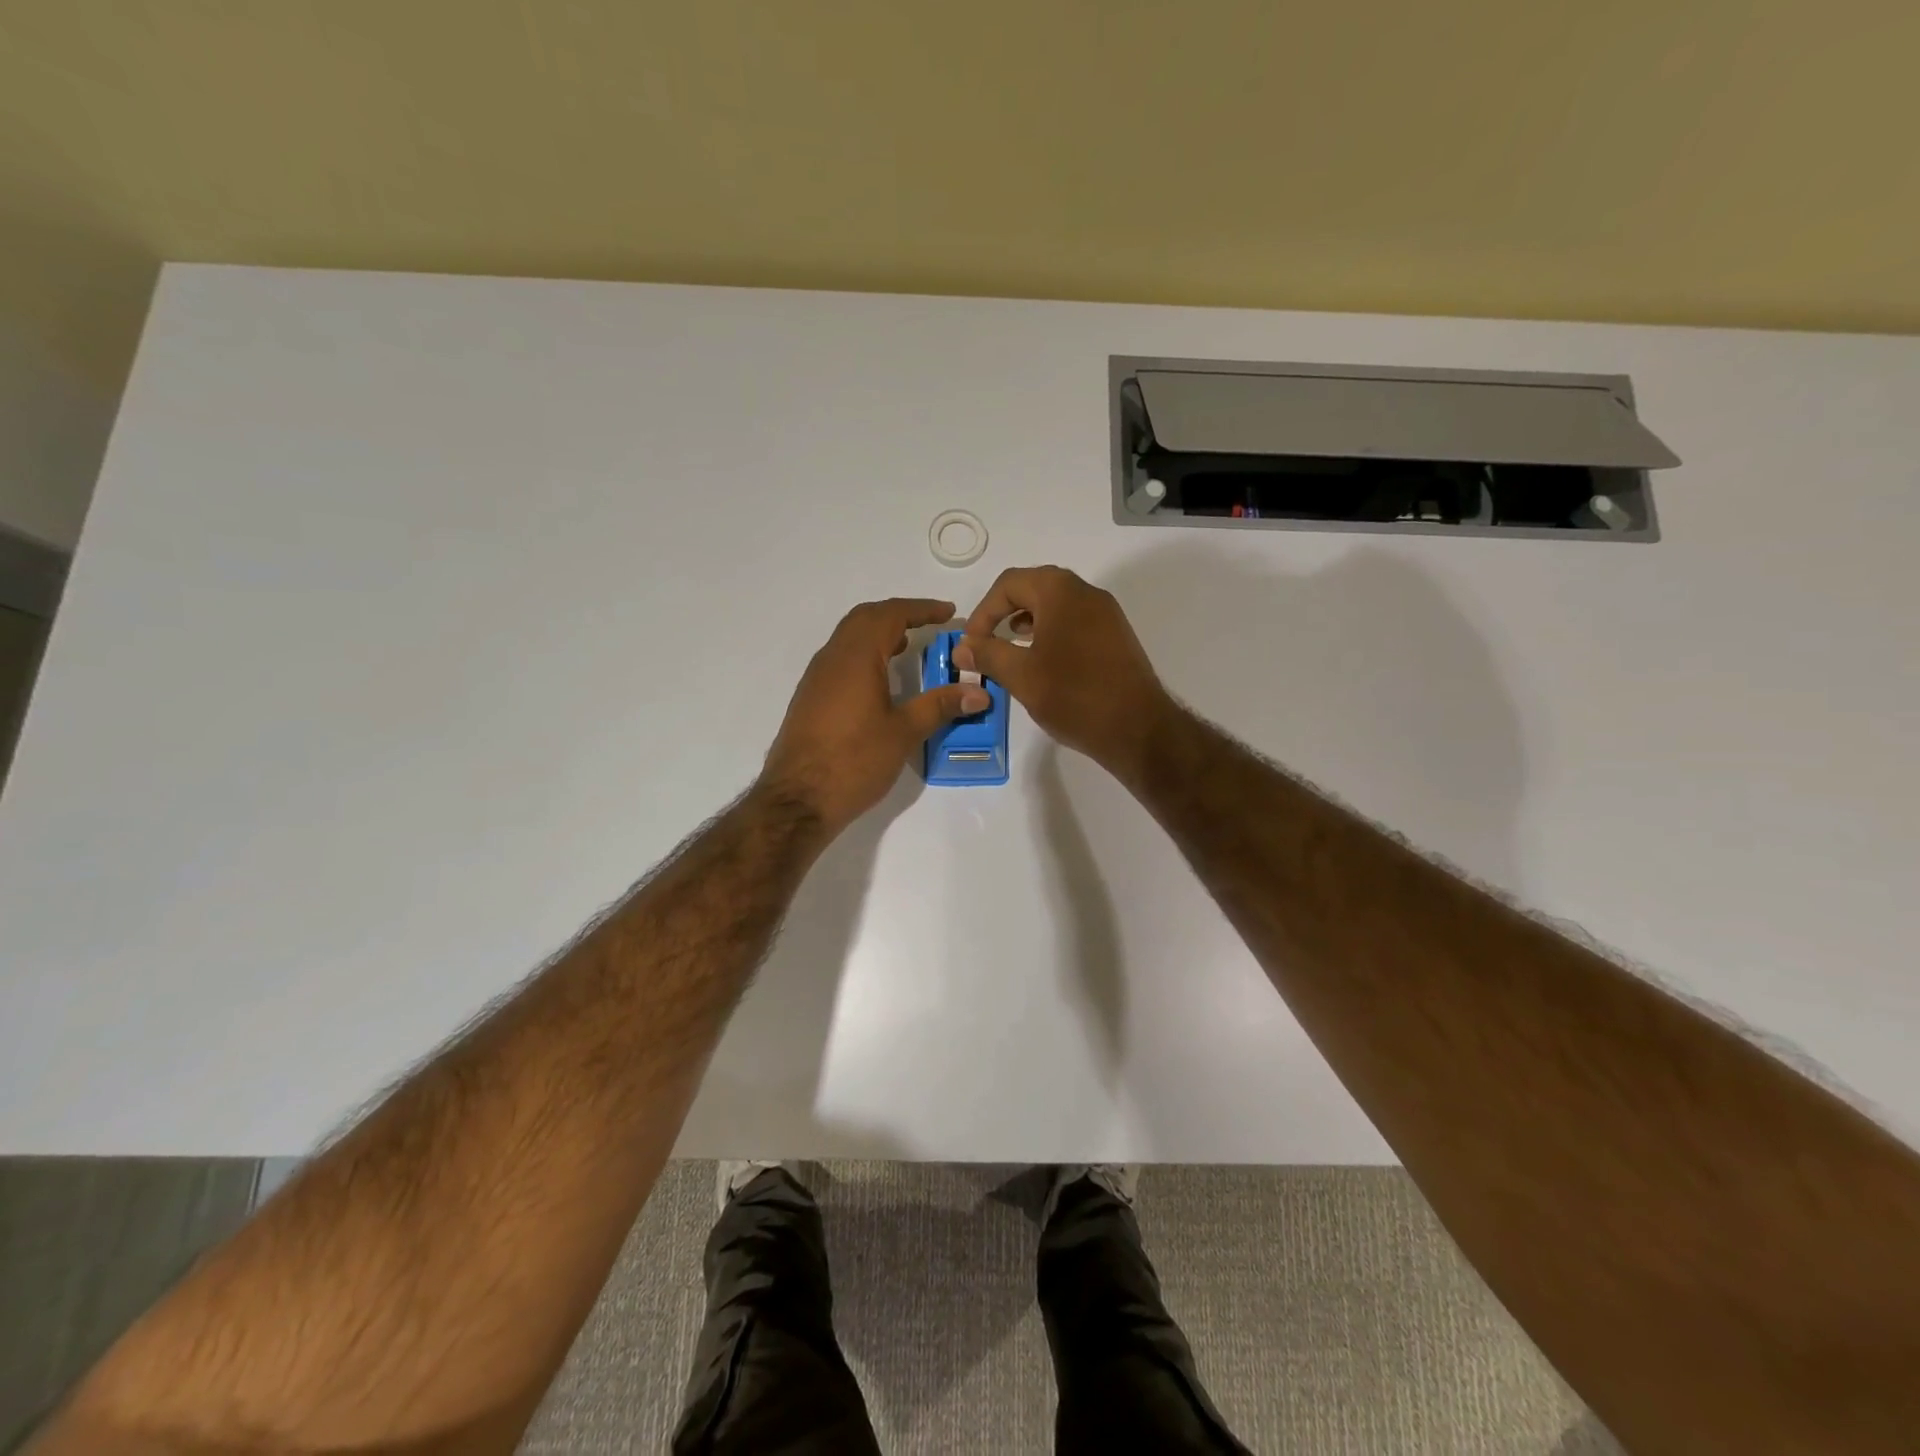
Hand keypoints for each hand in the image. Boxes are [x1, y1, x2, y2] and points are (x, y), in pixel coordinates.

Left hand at [760, 598, 989, 834]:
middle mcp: (832, 658)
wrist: (797, 800)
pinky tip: (880, 680)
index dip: (921, 609)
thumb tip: (979, 693)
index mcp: (855, 657)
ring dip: (879, 634)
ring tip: (908, 647)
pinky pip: (840, 660)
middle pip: (865, 618)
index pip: (890, 615)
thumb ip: (940, 706)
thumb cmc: (854, 761)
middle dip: (898, 615)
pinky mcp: (810, 698)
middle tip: (929, 624)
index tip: (948, 613)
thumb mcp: (903, 732)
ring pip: (849, 638)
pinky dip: (864, 655)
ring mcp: (816, 678)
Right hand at [955, 566, 1173, 781]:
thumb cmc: (1074, 696)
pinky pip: (1076, 621)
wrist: (1138, 728)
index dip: (983, 611)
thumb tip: (962, 647)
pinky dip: (1052, 632)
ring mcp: (1107, 613)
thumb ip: (987, 655)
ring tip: (1011, 649)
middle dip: (1005, 611)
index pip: (1009, 583)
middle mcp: (1086, 592)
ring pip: (1057, 604)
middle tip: (988, 641)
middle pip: (1035, 587)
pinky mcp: (1117, 636)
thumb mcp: (1021, 676)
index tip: (971, 643)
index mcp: (1060, 591)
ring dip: (1028, 621)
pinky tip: (1044, 661)